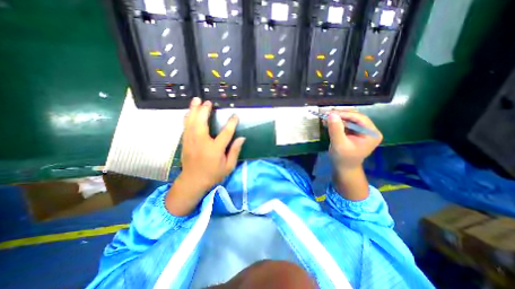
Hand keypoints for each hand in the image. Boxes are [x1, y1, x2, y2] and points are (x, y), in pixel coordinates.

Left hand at [166, 97, 243, 214]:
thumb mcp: (228, 166)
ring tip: (196, 100)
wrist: (193, 181)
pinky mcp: (185, 142)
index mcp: (215, 149)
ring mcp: (191, 141)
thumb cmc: (213, 174)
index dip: (231, 123)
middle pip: (202, 122)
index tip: (235, 116)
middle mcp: (201, 143)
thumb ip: (234, 151)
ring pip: (191, 122)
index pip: (225, 133)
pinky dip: (187, 117)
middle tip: (208, 102)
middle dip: (205, 111)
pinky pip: (185, 126)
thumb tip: (242, 138)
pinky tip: (189, 112)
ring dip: (193, 110)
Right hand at [325, 109, 381, 173]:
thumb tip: (331, 114)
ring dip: (338, 118)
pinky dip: (337, 122)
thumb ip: (336, 129)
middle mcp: (369, 130)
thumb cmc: (343, 158)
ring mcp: (362, 131)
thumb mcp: (339, 144)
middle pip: (355, 117)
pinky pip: (347, 123)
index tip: (330, 113)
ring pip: (350, 119)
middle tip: (327, 114)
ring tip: (326, 118)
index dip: (345, 114)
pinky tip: (329, 122)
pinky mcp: (355, 132)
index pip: (359, 118)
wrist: (343, 168)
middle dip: (341, 115)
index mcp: (371, 133)